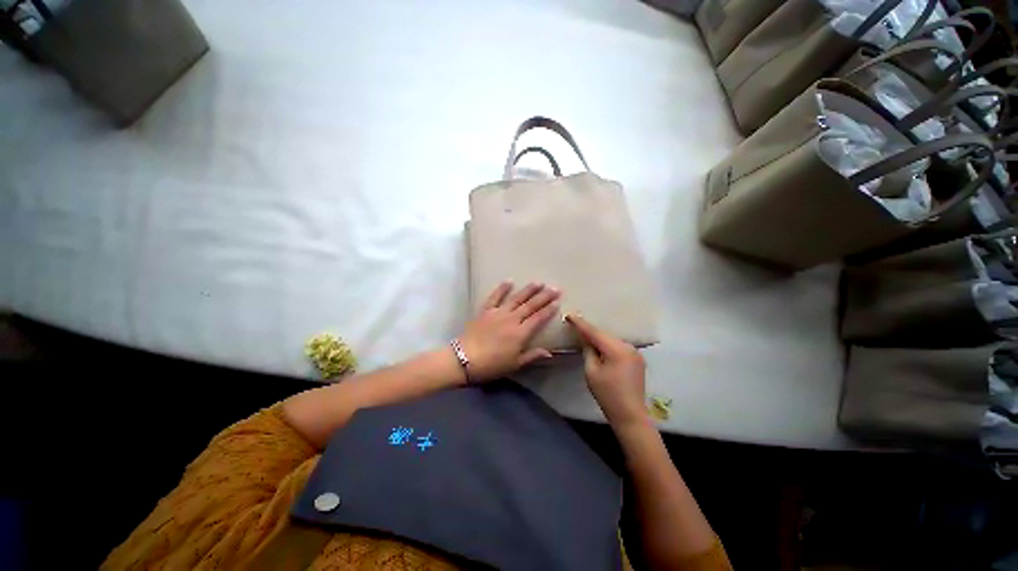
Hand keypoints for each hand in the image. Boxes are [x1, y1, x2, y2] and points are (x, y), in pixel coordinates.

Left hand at [458, 282, 560, 381]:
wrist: (464, 358)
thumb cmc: (491, 365)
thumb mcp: (514, 364)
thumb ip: (532, 356)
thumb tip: (549, 351)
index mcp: (520, 333)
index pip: (538, 318)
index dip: (549, 310)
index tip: (557, 302)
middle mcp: (512, 319)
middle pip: (531, 306)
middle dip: (544, 296)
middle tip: (555, 288)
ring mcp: (498, 312)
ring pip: (516, 298)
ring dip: (528, 290)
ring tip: (538, 282)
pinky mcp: (485, 310)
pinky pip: (495, 296)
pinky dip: (502, 288)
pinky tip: (509, 281)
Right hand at [566, 314, 647, 426]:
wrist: (631, 415)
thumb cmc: (607, 395)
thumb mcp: (591, 372)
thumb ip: (588, 351)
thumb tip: (586, 340)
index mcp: (617, 350)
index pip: (595, 332)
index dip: (580, 324)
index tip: (569, 315)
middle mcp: (628, 347)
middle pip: (604, 334)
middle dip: (590, 330)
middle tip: (575, 324)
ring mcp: (635, 352)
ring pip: (612, 339)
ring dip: (599, 337)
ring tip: (585, 335)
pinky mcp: (637, 359)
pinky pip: (619, 346)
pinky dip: (608, 344)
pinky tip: (600, 346)